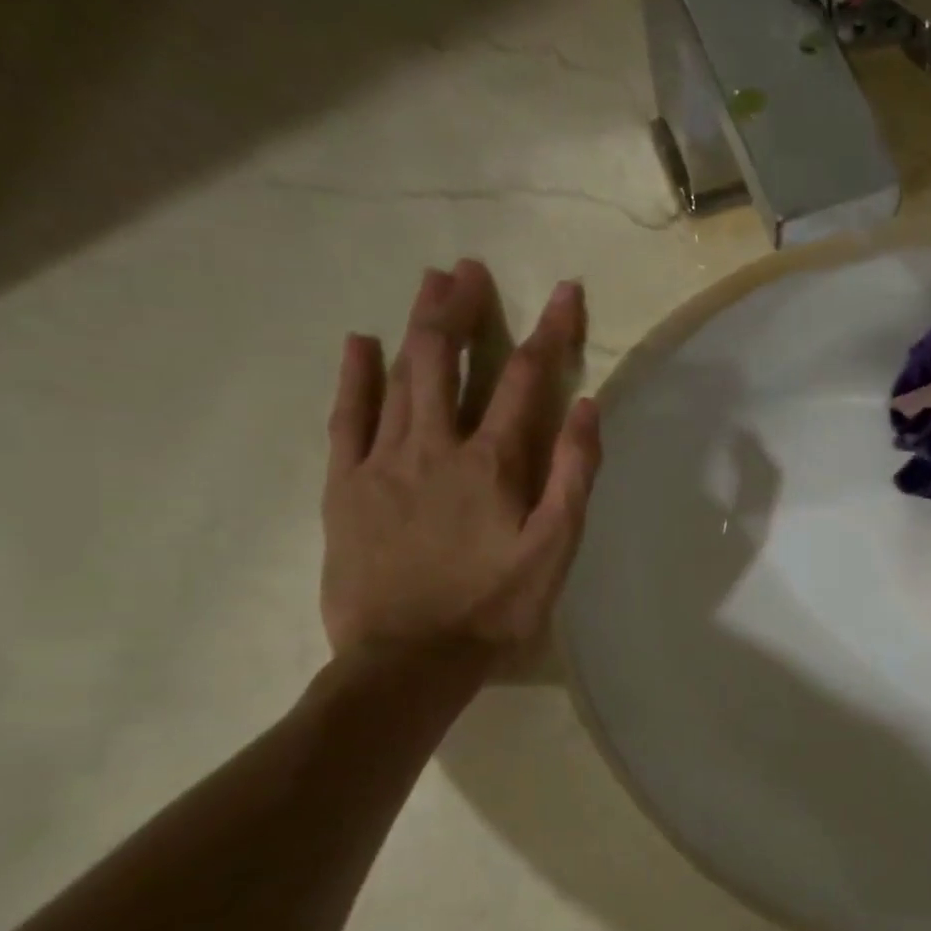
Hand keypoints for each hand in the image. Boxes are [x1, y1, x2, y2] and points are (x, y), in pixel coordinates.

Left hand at [321, 259, 600, 659]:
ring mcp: (382, 461)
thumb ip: (574, 474)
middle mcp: (435, 446)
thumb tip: (585, 406)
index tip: (567, 291)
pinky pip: (346, 418)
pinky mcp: (345, 485)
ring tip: (428, 284)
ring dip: (417, 327)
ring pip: (399, 377)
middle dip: (462, 310)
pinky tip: (359, 343)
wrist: (408, 661)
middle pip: (447, 361)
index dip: (551, 331)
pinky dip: (354, 377)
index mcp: (493, 462)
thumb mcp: (556, 548)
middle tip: (469, 269)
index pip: (528, 380)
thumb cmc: (495, 606)